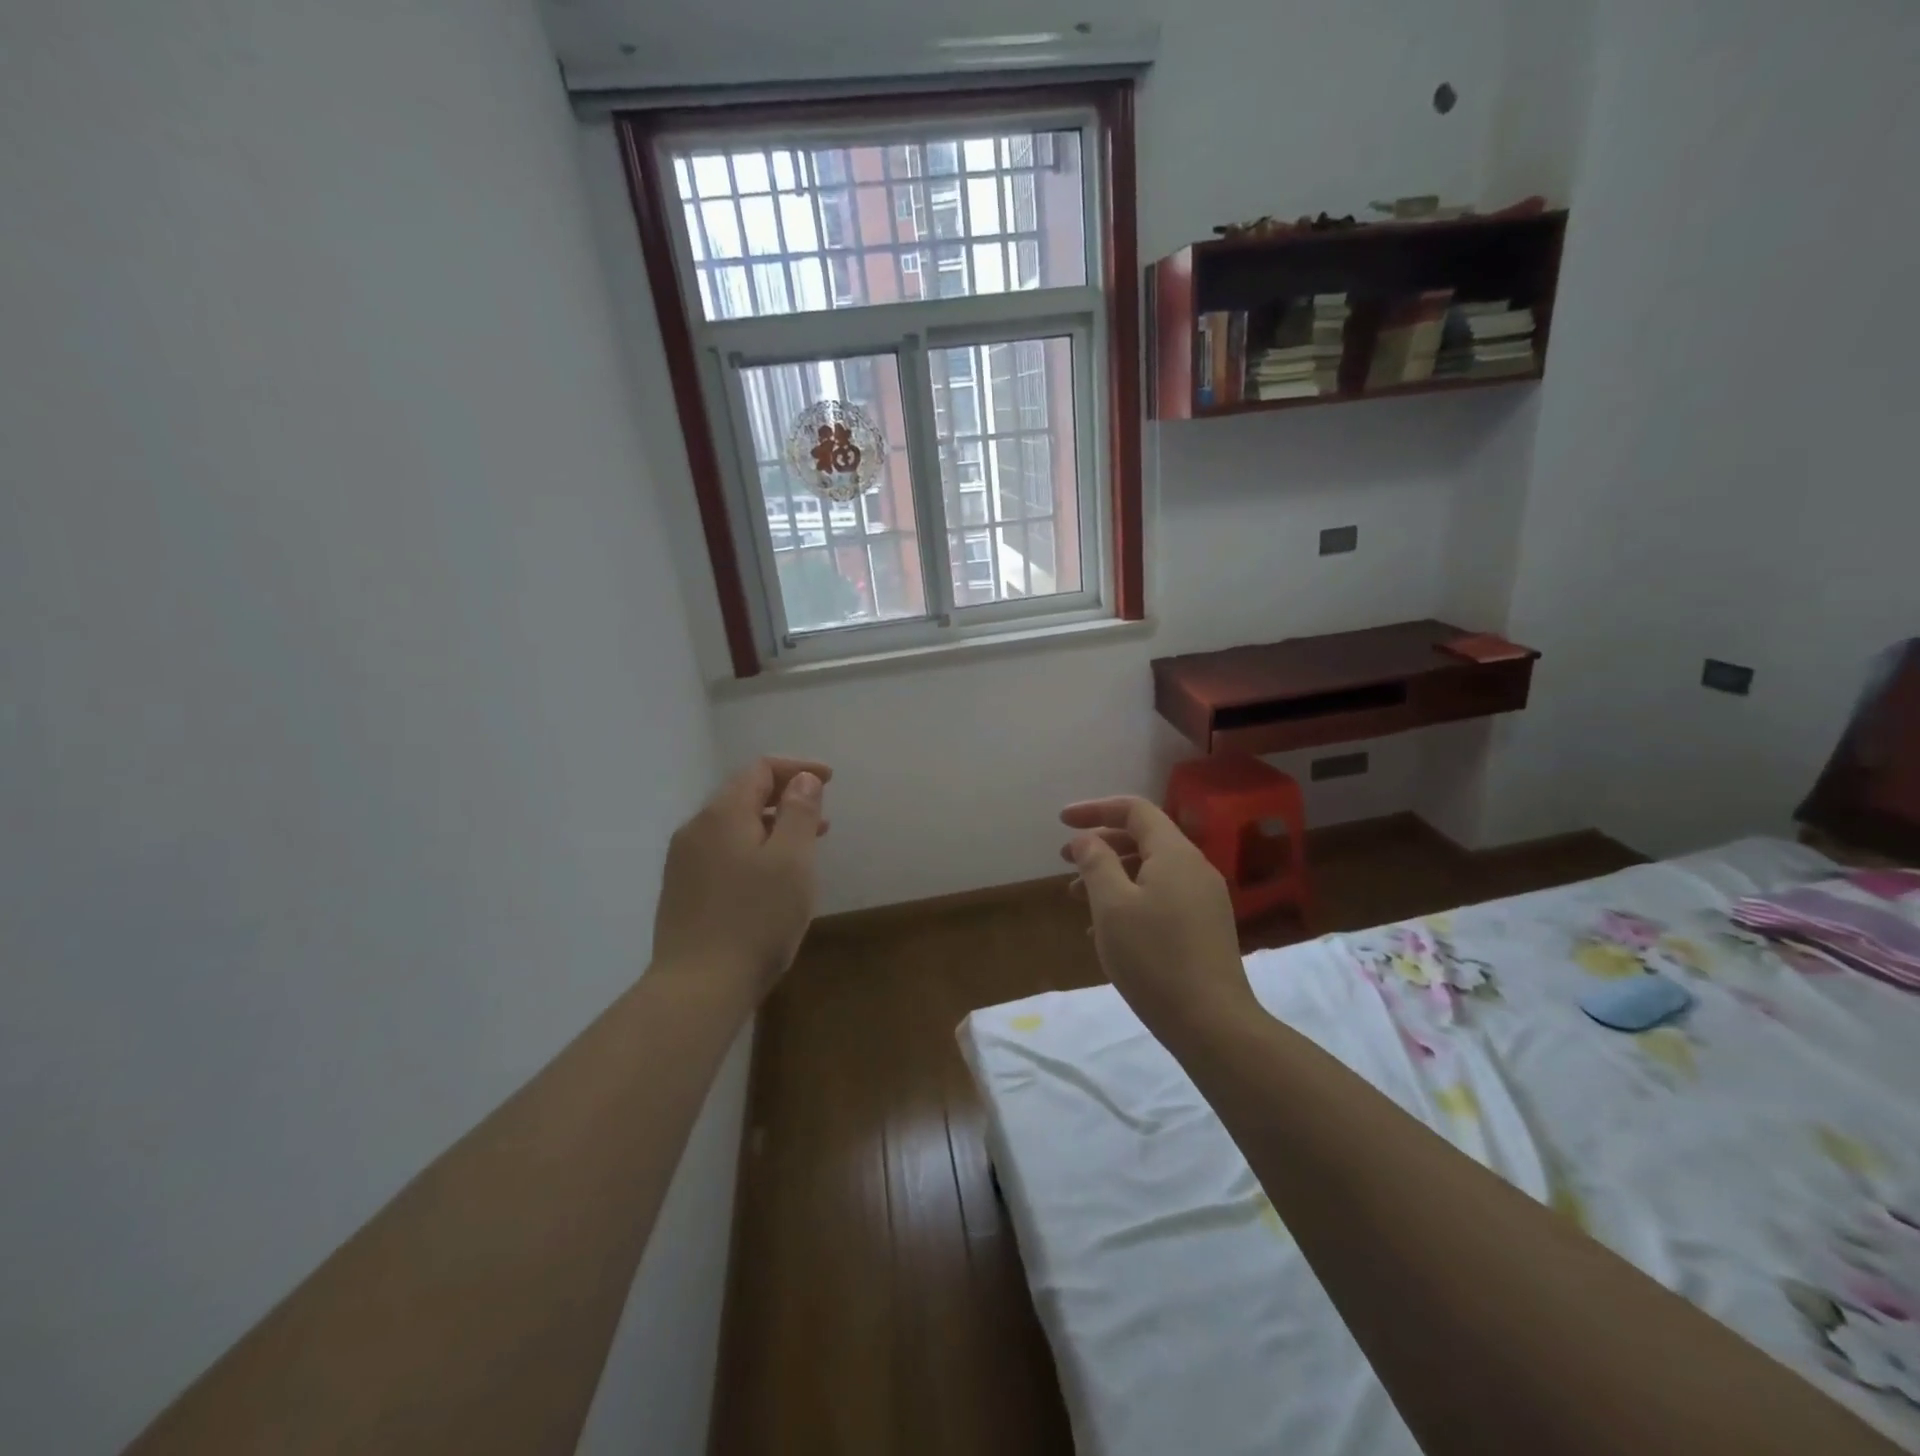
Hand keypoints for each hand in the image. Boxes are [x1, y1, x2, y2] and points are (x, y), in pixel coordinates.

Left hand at [652, 756, 831, 1000]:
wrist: (697, 989)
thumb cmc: (756, 920)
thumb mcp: (792, 861)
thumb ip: (799, 812)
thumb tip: (802, 779)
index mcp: (722, 814)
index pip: (760, 769)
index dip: (798, 768)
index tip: (830, 781)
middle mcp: (696, 829)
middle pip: (744, 795)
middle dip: (786, 798)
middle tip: (822, 819)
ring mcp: (684, 862)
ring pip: (734, 826)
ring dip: (771, 827)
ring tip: (804, 849)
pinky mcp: (683, 891)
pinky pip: (723, 852)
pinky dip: (753, 850)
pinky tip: (771, 880)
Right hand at [1060, 796, 1255, 1040]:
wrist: (1213, 1024)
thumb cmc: (1154, 958)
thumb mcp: (1112, 906)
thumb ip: (1096, 863)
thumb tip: (1086, 839)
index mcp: (1175, 854)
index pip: (1135, 810)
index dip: (1095, 809)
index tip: (1061, 821)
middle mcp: (1194, 868)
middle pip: (1143, 839)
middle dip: (1101, 845)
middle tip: (1065, 862)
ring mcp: (1204, 899)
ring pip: (1151, 871)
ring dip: (1112, 876)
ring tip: (1077, 899)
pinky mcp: (1205, 927)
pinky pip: (1162, 897)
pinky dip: (1131, 900)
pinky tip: (1107, 930)